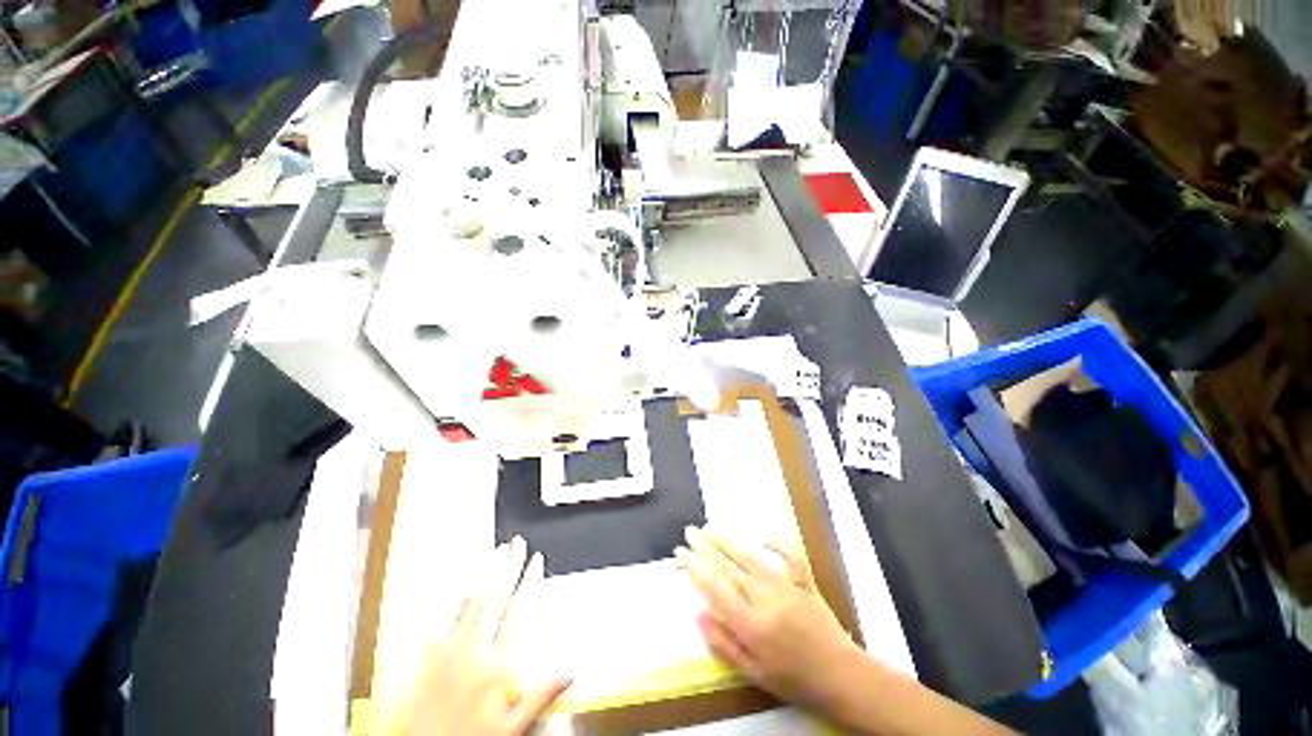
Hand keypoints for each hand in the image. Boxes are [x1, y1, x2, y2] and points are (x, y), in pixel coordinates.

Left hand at [394, 536, 570, 735]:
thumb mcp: (511, 728)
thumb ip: (540, 696)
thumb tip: (571, 673)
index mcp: (497, 666)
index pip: (519, 612)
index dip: (530, 582)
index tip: (537, 560)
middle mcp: (474, 651)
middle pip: (496, 598)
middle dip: (509, 567)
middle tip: (518, 543)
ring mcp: (450, 650)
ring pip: (473, 601)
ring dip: (487, 572)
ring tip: (497, 551)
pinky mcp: (432, 655)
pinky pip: (448, 616)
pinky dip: (460, 594)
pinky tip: (466, 580)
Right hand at [674, 526, 863, 714]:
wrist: (842, 677)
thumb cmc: (794, 681)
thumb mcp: (754, 673)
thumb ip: (723, 643)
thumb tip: (698, 613)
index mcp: (752, 625)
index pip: (715, 588)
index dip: (695, 568)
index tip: (680, 553)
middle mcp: (766, 599)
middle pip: (729, 567)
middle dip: (706, 548)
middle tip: (689, 532)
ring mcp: (786, 587)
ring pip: (750, 557)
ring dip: (727, 541)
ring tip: (710, 529)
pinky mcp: (803, 581)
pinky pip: (788, 556)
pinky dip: (776, 541)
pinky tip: (763, 531)